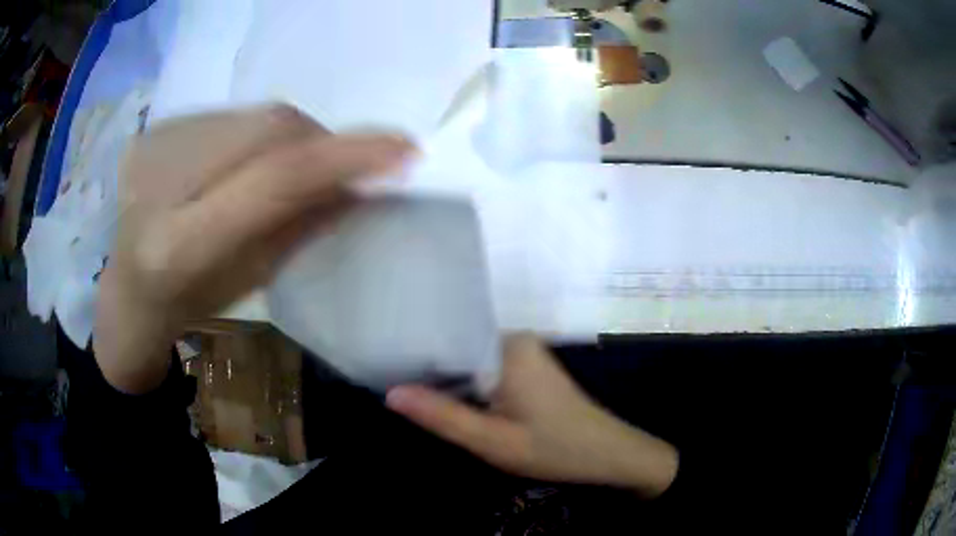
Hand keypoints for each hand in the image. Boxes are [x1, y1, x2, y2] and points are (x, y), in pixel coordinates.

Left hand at [94, 105, 414, 392]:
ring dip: (289, 137)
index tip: (403, 148)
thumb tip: (362, 183)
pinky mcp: (154, 128)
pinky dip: (256, 133)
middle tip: (342, 164)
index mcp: (179, 246)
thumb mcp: (252, 280)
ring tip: (287, 169)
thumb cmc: (191, 304)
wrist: (129, 290)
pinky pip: (229, 113)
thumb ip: (305, 225)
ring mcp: (152, 145)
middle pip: (267, 130)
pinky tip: (243, 162)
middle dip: (319, 142)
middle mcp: (158, 183)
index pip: (273, 178)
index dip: (342, 157)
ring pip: (252, 114)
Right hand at [386, 334, 678, 496]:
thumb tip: (390, 393)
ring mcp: (525, 352)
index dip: (414, 353)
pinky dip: (468, 384)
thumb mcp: (492, 441)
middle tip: (392, 383)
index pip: (446, 337)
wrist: (607, 454)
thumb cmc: (553, 448)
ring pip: (471, 360)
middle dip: (429, 368)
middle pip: (457, 347)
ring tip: (410, 390)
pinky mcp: (529, 367)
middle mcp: (515, 339)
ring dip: (447, 378)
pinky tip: (449, 399)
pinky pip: (486, 368)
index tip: (384, 365)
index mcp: (507, 347)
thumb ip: (442, 416)